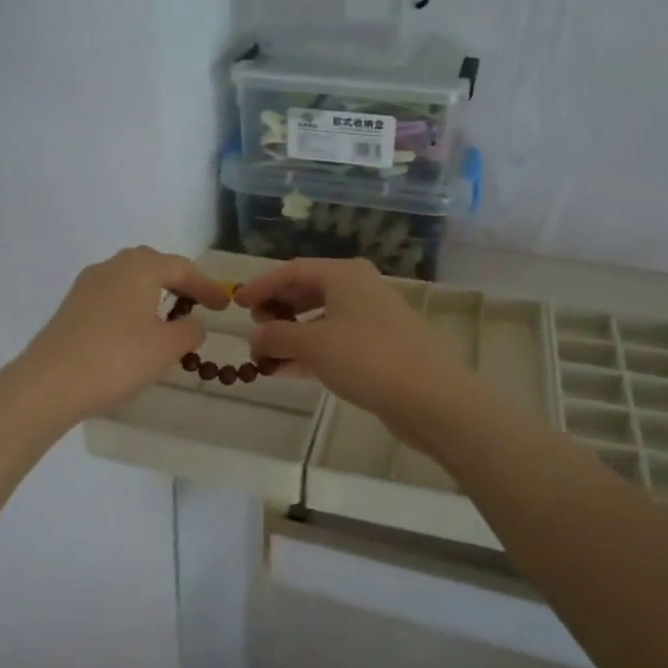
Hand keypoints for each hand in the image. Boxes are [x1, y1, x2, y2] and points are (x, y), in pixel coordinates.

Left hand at [17, 247, 234, 424]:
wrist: (49, 383)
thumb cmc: (117, 359)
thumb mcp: (167, 347)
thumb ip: (190, 330)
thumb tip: (192, 322)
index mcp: (140, 267)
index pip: (183, 269)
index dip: (207, 287)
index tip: (225, 305)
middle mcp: (112, 266)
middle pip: (154, 266)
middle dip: (178, 284)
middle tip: (198, 304)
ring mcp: (87, 285)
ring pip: (130, 281)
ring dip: (153, 296)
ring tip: (169, 321)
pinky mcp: (71, 306)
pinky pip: (112, 298)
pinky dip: (132, 308)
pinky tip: (136, 334)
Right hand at [233, 258, 468, 426]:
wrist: (430, 397)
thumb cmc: (367, 358)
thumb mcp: (313, 345)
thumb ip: (277, 337)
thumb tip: (253, 337)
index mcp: (345, 275)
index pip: (293, 270)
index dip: (262, 285)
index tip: (237, 303)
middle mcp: (360, 289)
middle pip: (308, 291)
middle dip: (277, 310)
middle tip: (254, 329)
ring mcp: (372, 319)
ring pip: (321, 320)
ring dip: (291, 336)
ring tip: (264, 356)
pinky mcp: (379, 348)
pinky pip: (335, 342)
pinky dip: (310, 352)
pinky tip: (287, 370)